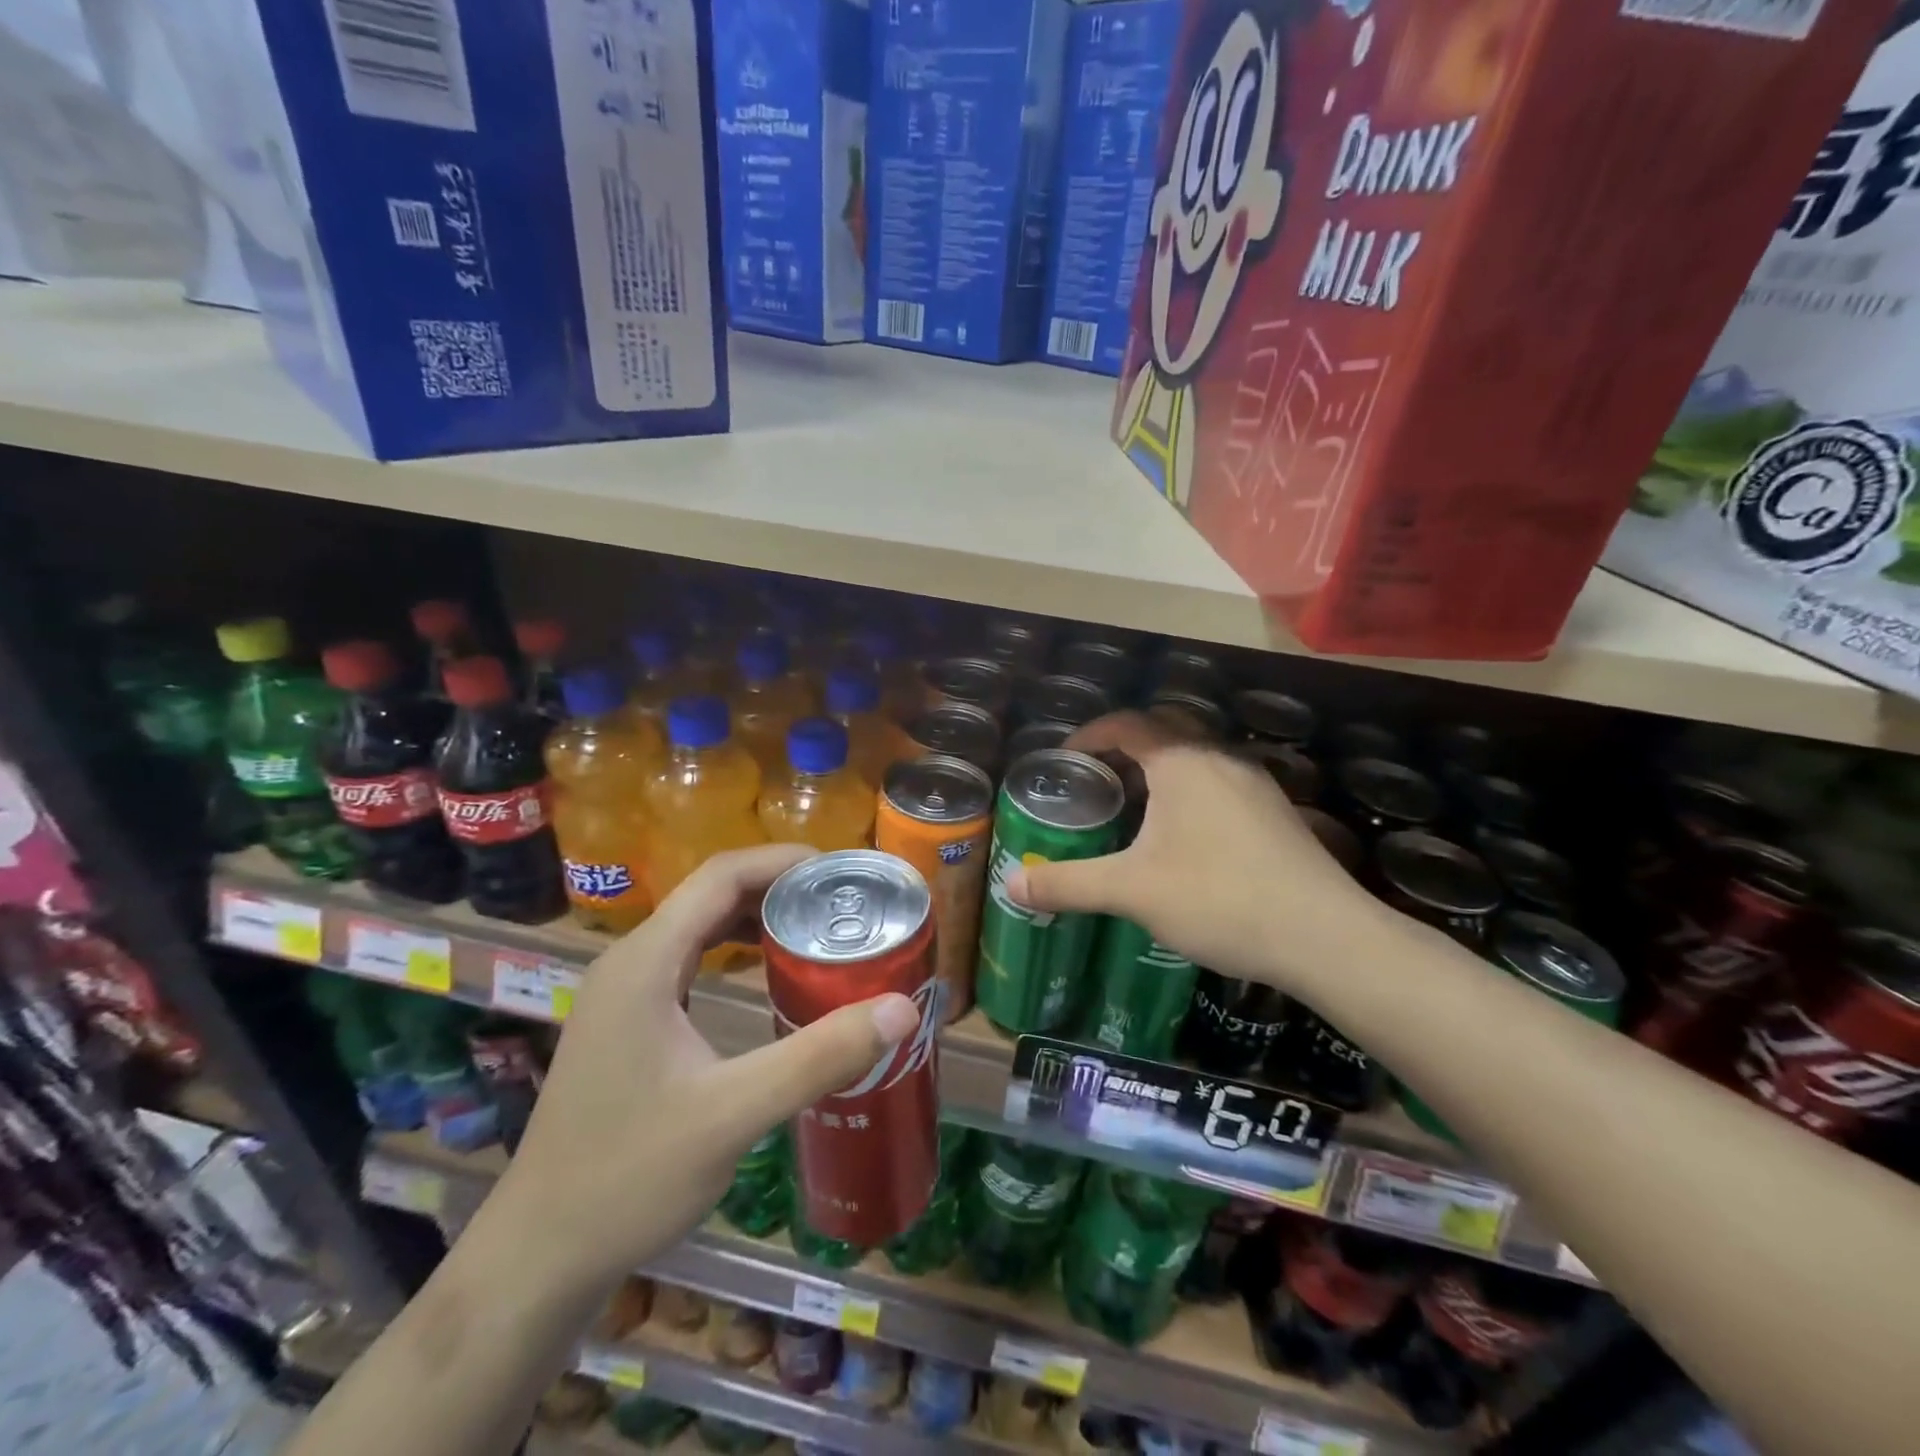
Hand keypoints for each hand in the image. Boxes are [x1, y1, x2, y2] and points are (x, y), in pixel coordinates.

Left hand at [483, 844, 921, 1290]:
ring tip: (819, 928)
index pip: (721, 875)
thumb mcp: (733, 1115)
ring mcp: (626, 992)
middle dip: (780, 886)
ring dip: (759, 915)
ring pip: (701, 925)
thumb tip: (902, 1008)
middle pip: (712, 892)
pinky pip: (691, 959)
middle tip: (844, 901)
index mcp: (646, 961)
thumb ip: (818, 1058)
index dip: (784, 860)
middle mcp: (631, 961)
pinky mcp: (630, 1020)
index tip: (843, 871)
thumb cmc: (628, 1177)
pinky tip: (770, 974)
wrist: (539, 1255)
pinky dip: (736, 949)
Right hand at [1007, 712, 1380, 985]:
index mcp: (1182, 761)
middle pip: (1164, 731)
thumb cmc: (1218, 899)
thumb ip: (1068, 883)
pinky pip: (1220, 783)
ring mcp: (1255, 783)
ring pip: (1196, 758)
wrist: (1324, 937)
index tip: (1065, 759)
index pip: (1126, 724)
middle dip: (1125, 748)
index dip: (1090, 735)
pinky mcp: (1276, 812)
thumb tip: (1011, 884)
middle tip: (1096, 781)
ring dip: (1159, 770)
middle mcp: (1220, 758)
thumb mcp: (1131, 891)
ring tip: (1133, 808)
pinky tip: (1183, 838)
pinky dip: (1189, 792)